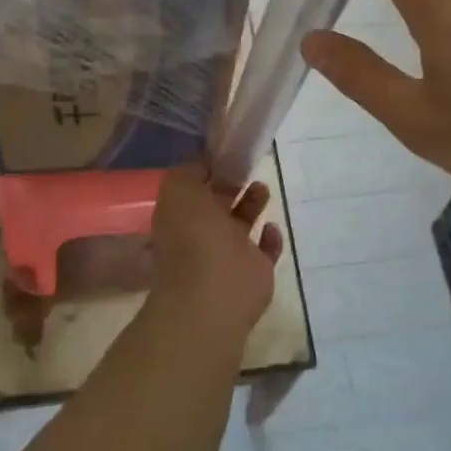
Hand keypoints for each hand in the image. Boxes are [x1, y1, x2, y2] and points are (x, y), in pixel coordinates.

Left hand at [150, 167, 282, 335]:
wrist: (213, 295)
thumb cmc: (193, 238)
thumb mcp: (179, 191)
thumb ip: (188, 172)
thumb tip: (202, 165)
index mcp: (180, 216)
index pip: (192, 189)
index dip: (206, 171)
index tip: (224, 154)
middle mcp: (202, 235)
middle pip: (218, 204)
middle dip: (231, 185)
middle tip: (246, 167)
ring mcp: (229, 255)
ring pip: (241, 224)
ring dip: (252, 205)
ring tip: (262, 188)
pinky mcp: (254, 272)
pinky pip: (265, 251)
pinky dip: (270, 239)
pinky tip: (272, 227)